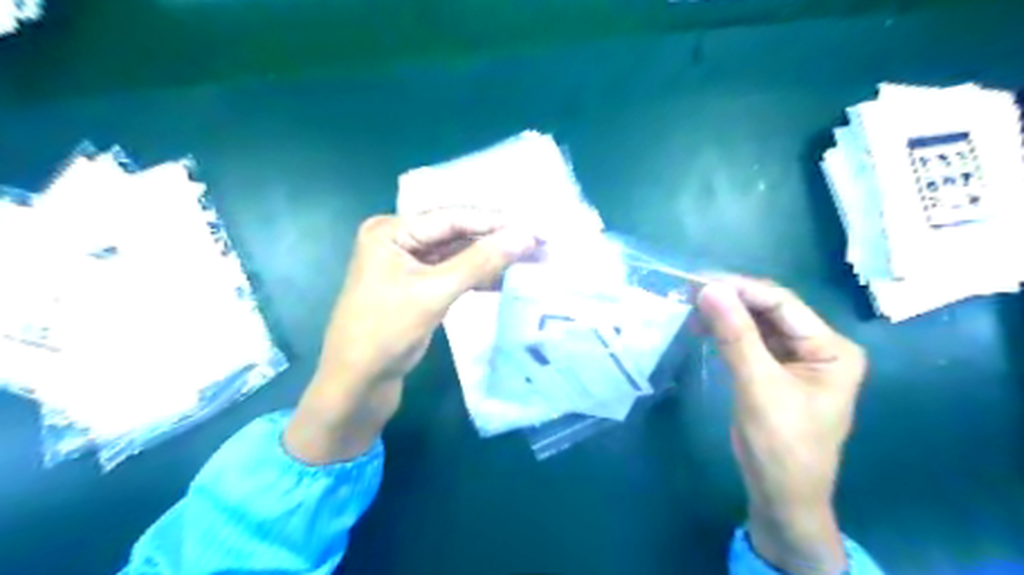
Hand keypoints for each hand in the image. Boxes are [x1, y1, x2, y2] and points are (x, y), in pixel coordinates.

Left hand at [278, 212, 536, 467]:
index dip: (495, 222)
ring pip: (456, 254)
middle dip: (494, 239)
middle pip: (455, 233)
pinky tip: (505, 278)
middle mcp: (398, 240)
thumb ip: (480, 261)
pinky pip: (452, 272)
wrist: (357, 383)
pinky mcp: (417, 286)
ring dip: (489, 258)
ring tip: (528, 257)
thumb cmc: (386, 332)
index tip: (534, 227)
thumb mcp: (435, 292)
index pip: (451, 218)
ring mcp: (407, 263)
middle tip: (535, 241)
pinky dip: (477, 276)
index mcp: (391, 231)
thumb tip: (525, 236)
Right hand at [697, 276, 862, 571]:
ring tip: (690, 308)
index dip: (741, 289)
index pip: (783, 304)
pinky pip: (749, 341)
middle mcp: (818, 347)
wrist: (781, 496)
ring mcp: (796, 359)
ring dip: (725, 315)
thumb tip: (709, 289)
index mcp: (831, 348)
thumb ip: (735, 335)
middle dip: (731, 300)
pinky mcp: (775, 371)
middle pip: (770, 311)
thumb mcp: (758, 386)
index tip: (699, 282)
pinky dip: (726, 333)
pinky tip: (703, 328)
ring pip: (757, 324)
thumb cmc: (781, 445)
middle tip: (689, 293)